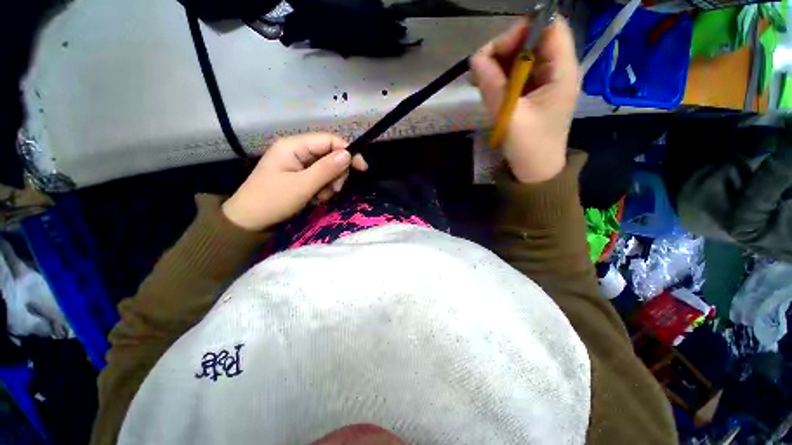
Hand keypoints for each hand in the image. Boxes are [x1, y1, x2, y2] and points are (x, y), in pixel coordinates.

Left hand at [222, 133, 367, 230]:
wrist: (249, 222)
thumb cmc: (272, 201)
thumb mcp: (302, 186)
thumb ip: (327, 169)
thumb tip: (349, 154)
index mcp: (294, 146)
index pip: (329, 140)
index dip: (348, 152)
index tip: (362, 168)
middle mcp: (297, 151)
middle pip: (330, 155)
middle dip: (336, 173)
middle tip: (334, 190)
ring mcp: (298, 164)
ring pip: (327, 169)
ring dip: (329, 184)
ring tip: (319, 198)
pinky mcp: (299, 176)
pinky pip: (320, 179)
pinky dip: (322, 189)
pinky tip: (315, 199)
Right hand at [471, 17, 579, 182]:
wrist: (535, 172)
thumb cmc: (530, 147)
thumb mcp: (510, 116)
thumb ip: (493, 86)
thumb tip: (475, 59)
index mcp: (562, 71)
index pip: (550, 28)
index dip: (523, 30)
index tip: (495, 52)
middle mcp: (556, 70)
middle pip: (533, 39)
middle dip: (505, 49)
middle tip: (480, 70)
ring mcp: (544, 81)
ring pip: (522, 56)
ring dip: (499, 63)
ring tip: (479, 80)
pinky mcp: (533, 93)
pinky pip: (516, 74)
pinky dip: (500, 76)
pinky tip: (486, 87)